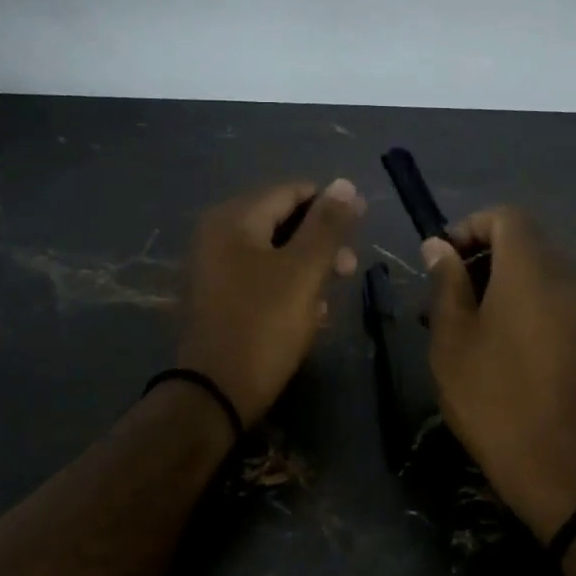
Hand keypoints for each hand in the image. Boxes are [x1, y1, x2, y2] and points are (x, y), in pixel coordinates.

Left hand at [176, 179, 366, 424]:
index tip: (361, 226)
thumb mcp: (303, 271)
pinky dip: (286, 288)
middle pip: (281, 221)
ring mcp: (213, 268)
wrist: (215, 392)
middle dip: (321, 242)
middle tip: (350, 269)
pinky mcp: (217, 298)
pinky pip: (259, 279)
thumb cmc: (264, 324)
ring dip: (308, 269)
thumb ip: (327, 225)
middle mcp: (217, 234)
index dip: (331, 204)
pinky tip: (308, 314)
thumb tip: (346, 183)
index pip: (291, 191)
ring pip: (273, 253)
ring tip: (330, 298)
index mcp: (235, 218)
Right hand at [423, 208, 575, 541]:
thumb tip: (439, 246)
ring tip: (463, 334)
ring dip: (498, 291)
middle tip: (440, 305)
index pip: (506, 217)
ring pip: (537, 279)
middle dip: (478, 263)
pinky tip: (498, 355)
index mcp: (532, 270)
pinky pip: (555, 306)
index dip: (469, 227)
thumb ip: (446, 285)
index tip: (439, 262)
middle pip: (523, 246)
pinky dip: (523, 312)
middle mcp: (568, 278)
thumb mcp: (454, 343)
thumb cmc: (499, 402)